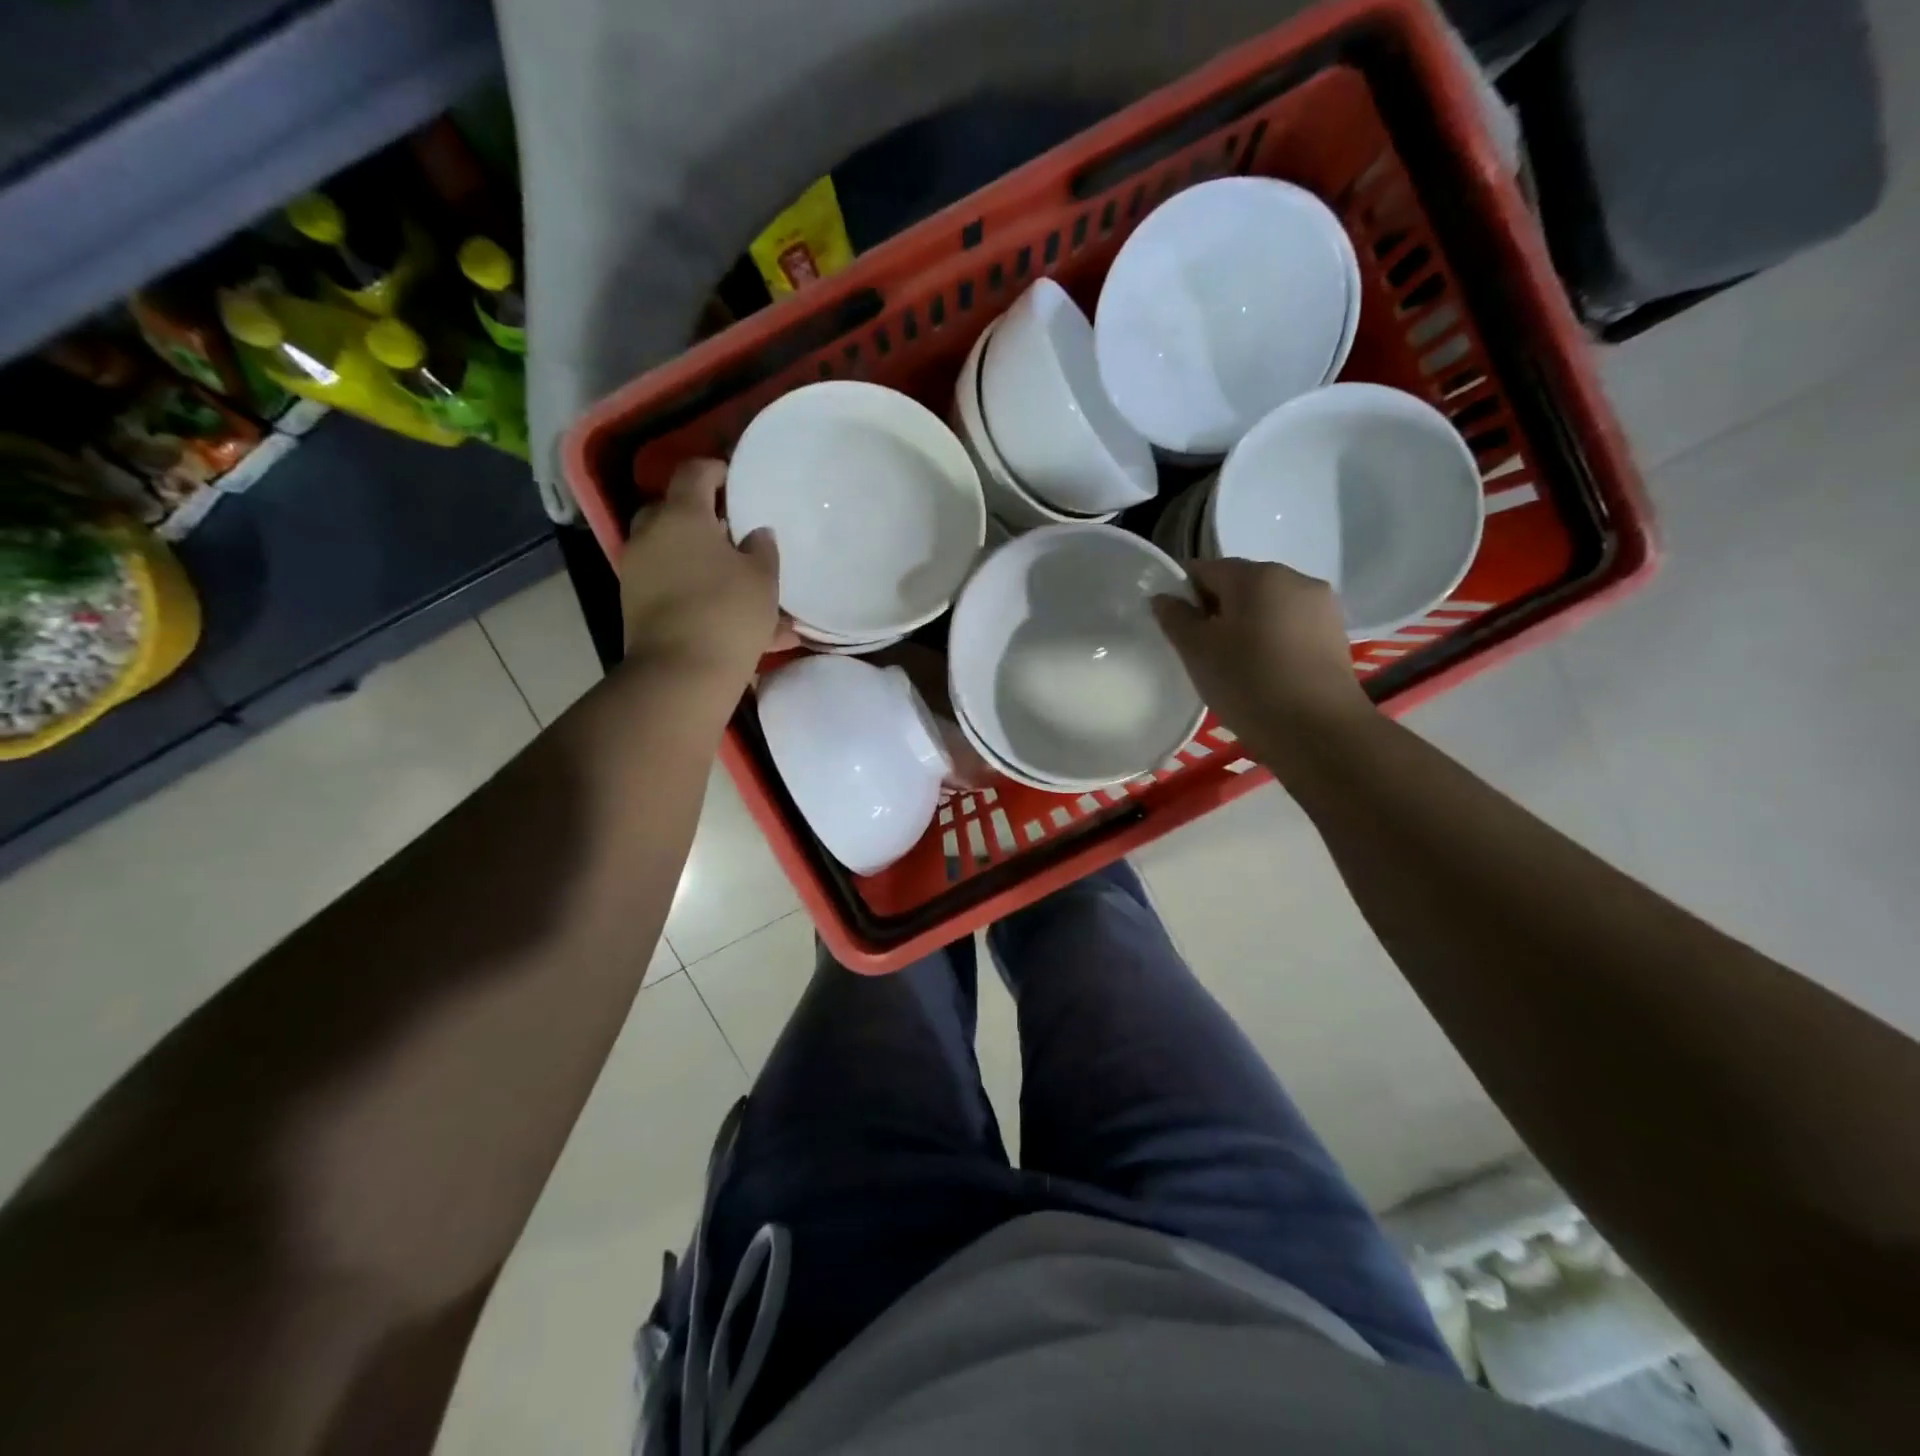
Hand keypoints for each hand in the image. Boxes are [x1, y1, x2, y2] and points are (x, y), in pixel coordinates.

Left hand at [619, 459, 795, 678]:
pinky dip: (690, 588)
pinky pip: (667, 584)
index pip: (694, 473)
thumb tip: (756, 534)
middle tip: (730, 531)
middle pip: (671, 510)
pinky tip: (722, 611)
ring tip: (731, 578)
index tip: (736, 480)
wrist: (681, 672)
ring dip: (695, 556)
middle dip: (699, 516)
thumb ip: (762, 549)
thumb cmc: (728, 613)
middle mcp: (650, 535)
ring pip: (668, 551)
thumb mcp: (762, 579)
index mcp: (682, 516)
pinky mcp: (634, 604)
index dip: (716, 470)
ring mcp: (637, 571)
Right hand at [1152, 558, 1374, 772]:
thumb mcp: (1197, 651)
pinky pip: (1289, 626)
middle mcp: (1294, 578)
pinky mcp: (1335, 635)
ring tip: (1232, 665)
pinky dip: (1270, 640)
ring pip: (1267, 606)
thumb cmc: (1248, 682)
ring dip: (1245, 625)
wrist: (1318, 731)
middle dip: (1216, 610)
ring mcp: (1321, 606)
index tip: (1174, 628)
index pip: (1205, 569)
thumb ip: (1175, 617)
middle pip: (1239, 585)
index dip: (1182, 594)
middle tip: (1200, 651)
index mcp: (1256, 574)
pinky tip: (1263, 672)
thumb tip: (1163, 597)